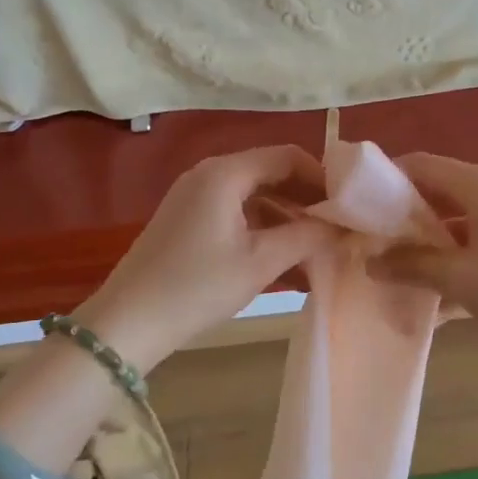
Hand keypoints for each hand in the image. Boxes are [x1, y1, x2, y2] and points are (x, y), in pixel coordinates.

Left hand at [74, 146, 325, 370]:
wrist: (128, 322)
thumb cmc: (198, 286)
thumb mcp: (260, 262)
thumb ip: (307, 236)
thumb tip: (343, 224)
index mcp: (226, 173)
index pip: (287, 155)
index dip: (322, 176)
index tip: (349, 203)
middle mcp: (209, 174)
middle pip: (271, 171)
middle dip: (306, 196)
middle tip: (338, 224)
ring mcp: (195, 196)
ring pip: (254, 193)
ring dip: (287, 214)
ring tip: (317, 244)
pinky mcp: (188, 218)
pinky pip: (236, 210)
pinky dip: (263, 226)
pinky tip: (284, 255)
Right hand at [366, 153, 477, 342]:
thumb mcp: (461, 279)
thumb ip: (412, 266)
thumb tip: (370, 262)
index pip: (422, 163)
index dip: (386, 176)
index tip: (357, 200)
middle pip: (440, 189)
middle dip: (404, 213)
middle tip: (373, 236)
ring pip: (459, 218)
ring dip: (430, 239)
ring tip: (399, 265)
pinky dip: (457, 256)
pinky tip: (440, 294)